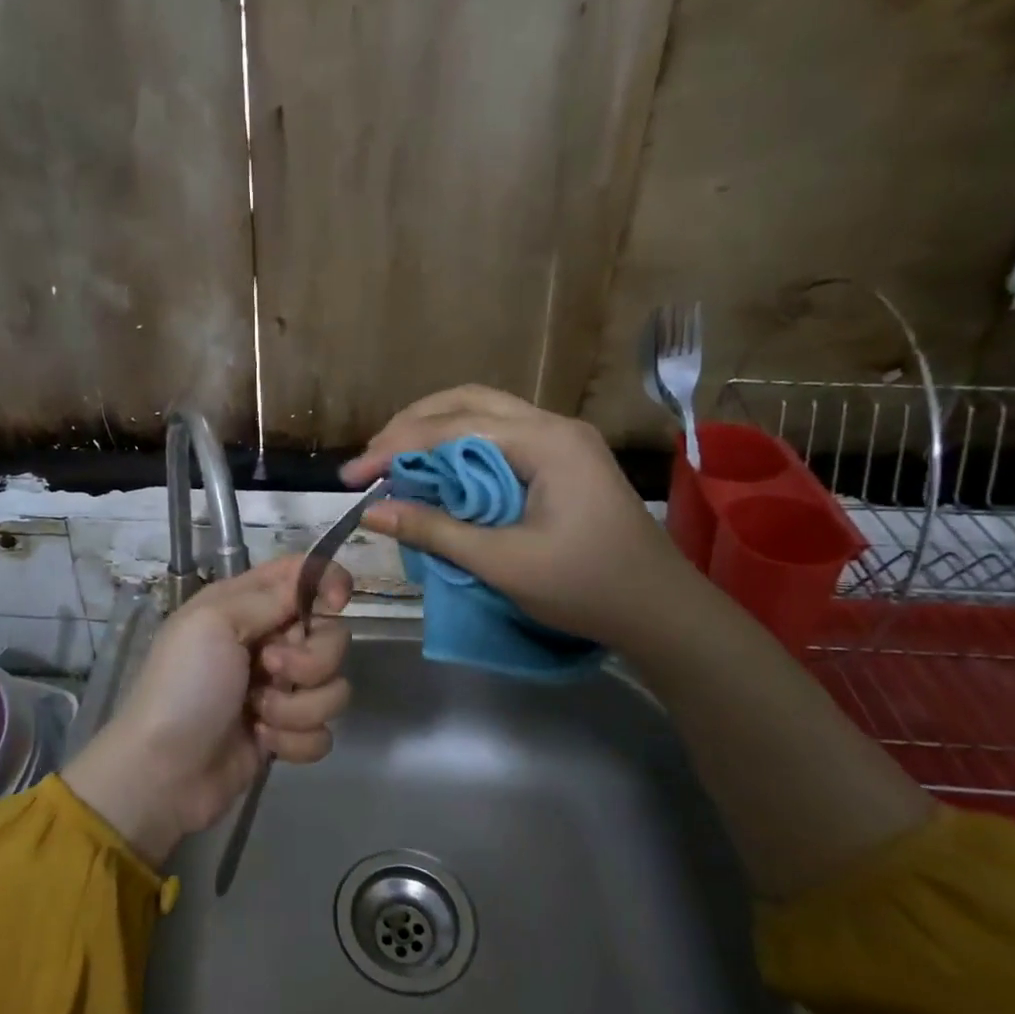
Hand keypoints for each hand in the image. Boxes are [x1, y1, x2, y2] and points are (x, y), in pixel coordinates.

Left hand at [62, 555, 352, 865]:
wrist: (163, 772)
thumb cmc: (184, 686)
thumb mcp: (214, 622)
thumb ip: (269, 596)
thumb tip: (314, 582)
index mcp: (247, 605)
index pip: (302, 575)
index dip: (328, 581)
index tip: (337, 603)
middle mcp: (269, 641)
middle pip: (331, 634)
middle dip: (311, 658)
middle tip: (270, 668)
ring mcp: (279, 689)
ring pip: (332, 687)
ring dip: (298, 705)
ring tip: (258, 714)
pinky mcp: (286, 732)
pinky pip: (322, 731)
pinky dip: (294, 740)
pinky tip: (261, 742)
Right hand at [341, 384, 689, 649]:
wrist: (662, 611)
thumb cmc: (587, 588)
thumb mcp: (504, 563)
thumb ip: (435, 532)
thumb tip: (372, 511)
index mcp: (546, 442)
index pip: (453, 428)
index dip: (396, 448)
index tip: (353, 477)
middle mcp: (553, 425)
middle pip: (466, 402)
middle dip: (411, 426)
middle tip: (371, 460)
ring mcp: (560, 439)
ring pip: (482, 413)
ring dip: (433, 429)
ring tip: (393, 459)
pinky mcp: (560, 458)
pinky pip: (497, 435)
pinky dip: (457, 446)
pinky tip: (436, 468)